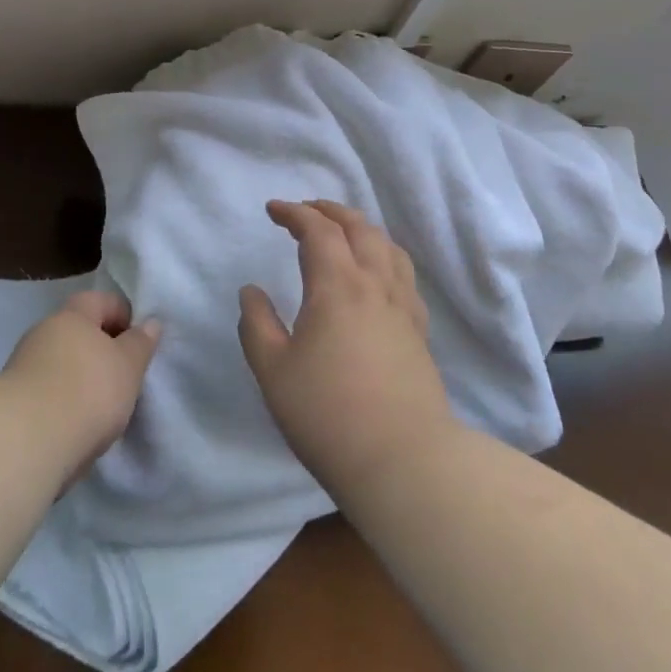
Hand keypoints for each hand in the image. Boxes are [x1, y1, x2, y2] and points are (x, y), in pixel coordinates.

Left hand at [0, 290, 161, 483]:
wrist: (28, 440)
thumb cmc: (88, 390)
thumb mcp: (128, 365)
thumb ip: (140, 343)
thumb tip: (150, 323)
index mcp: (72, 315)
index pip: (101, 300)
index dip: (124, 316)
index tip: (140, 343)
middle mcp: (44, 331)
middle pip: (79, 331)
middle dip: (102, 349)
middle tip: (125, 376)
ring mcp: (24, 365)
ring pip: (62, 362)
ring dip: (81, 377)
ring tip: (104, 407)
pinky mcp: (14, 400)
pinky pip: (49, 390)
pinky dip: (65, 401)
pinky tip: (78, 423)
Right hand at [239, 200, 455, 493]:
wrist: (403, 461)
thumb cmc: (328, 414)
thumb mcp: (273, 371)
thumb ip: (256, 324)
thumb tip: (251, 291)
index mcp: (337, 286)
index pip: (318, 230)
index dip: (294, 213)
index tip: (273, 209)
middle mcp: (375, 285)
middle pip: (359, 228)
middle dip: (329, 211)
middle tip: (305, 210)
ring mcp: (403, 307)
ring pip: (387, 247)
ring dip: (361, 228)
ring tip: (343, 232)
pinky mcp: (419, 331)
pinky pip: (403, 274)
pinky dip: (384, 256)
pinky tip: (377, 275)